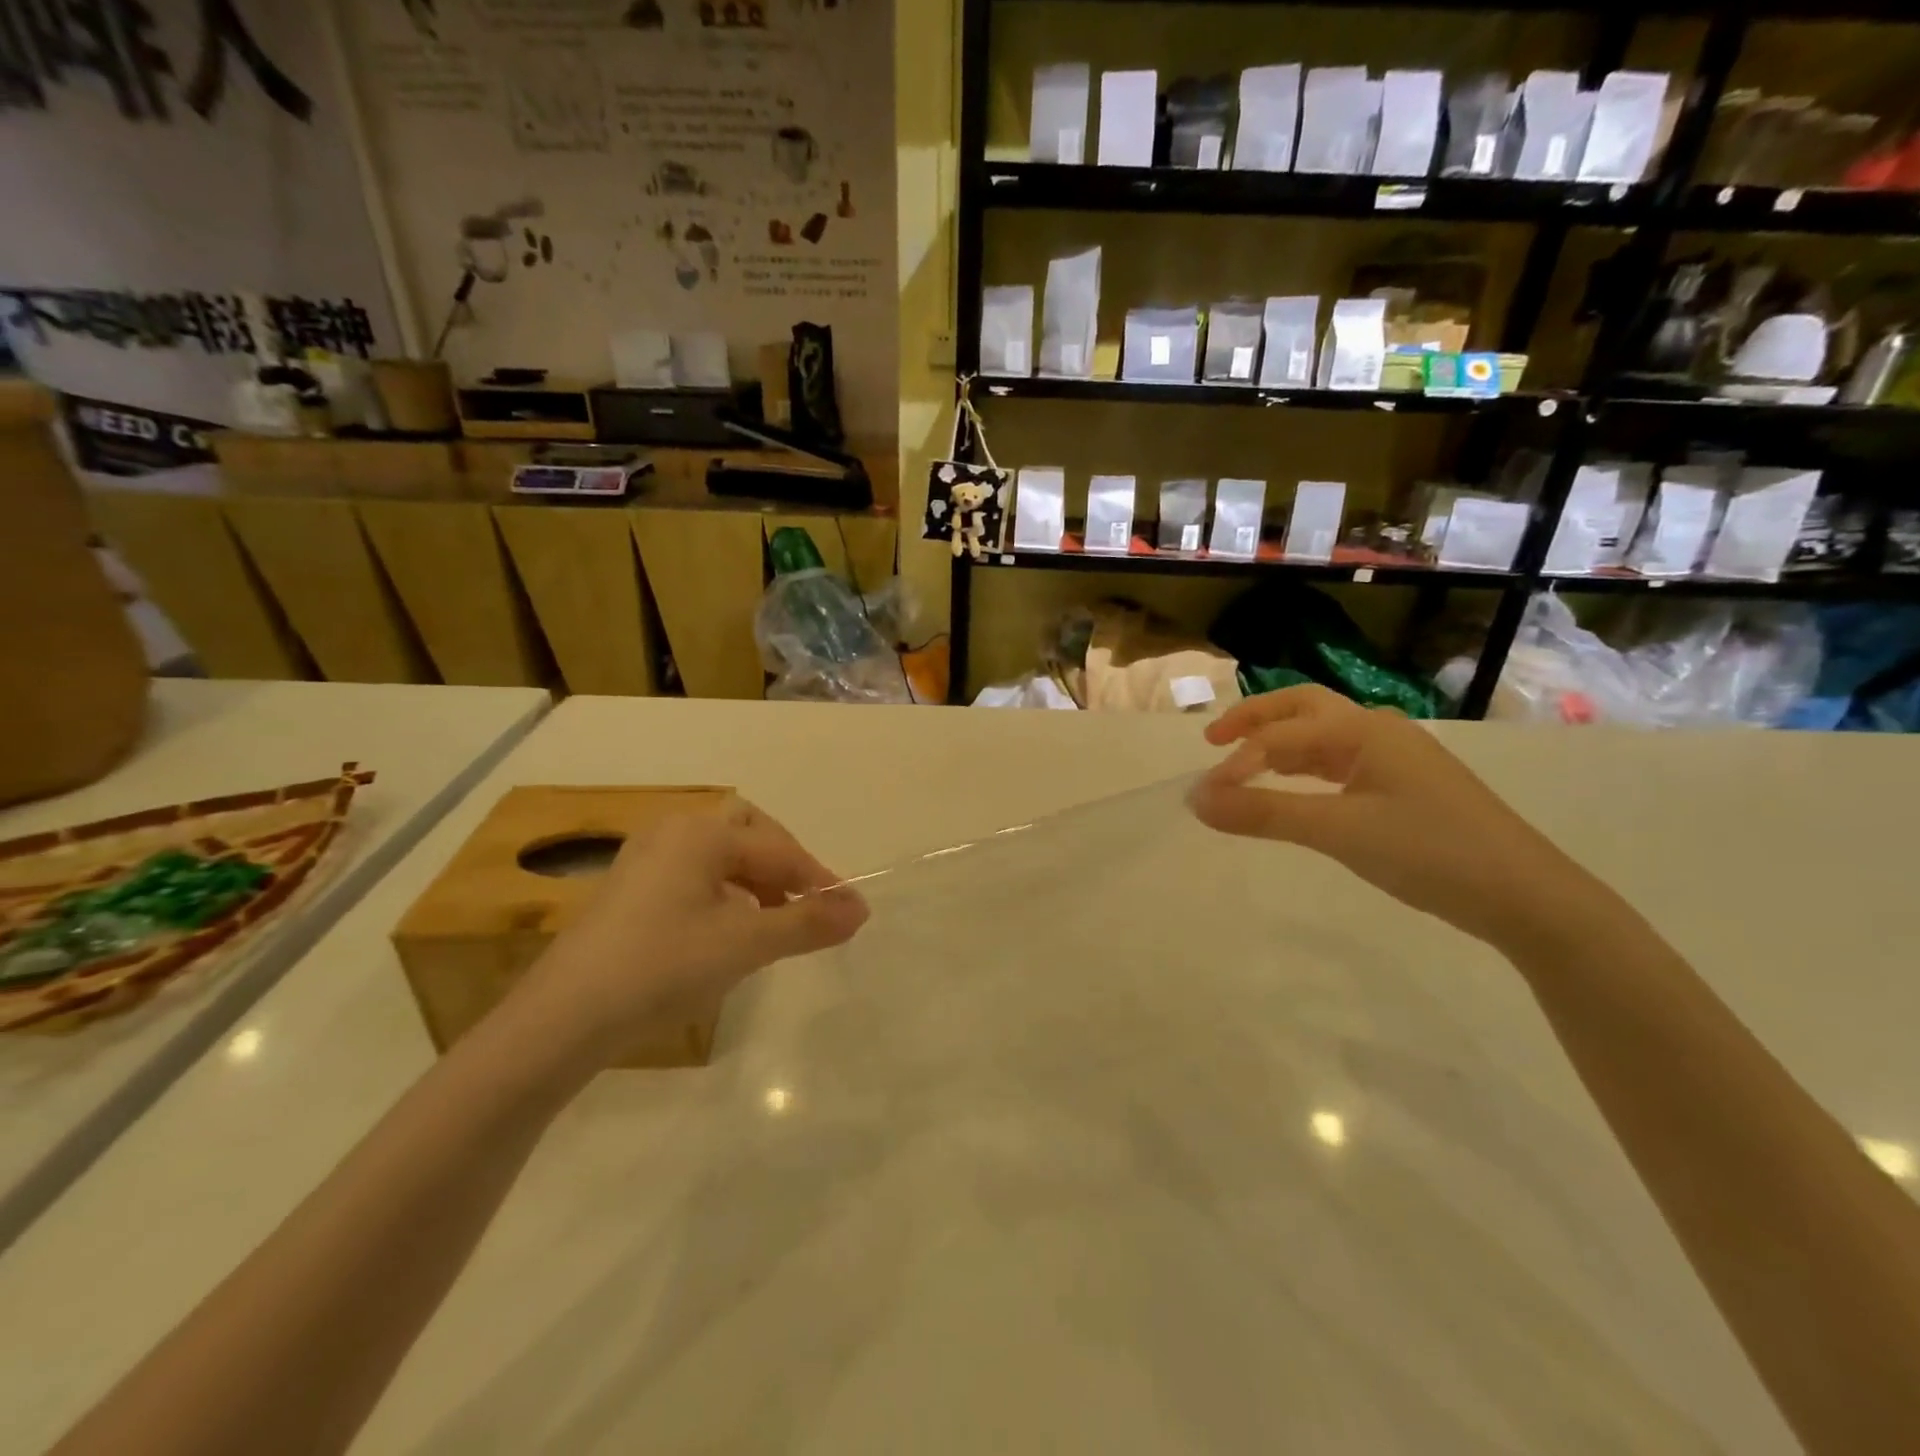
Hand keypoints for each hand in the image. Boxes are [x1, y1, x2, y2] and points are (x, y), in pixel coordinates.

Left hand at [516, 798, 867, 1061]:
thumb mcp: (745, 944)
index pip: (779, 848)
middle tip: (805, 903)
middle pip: (747, 833)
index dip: (819, 880)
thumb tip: (860, 909)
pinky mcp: (628, 890)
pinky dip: (723, 894)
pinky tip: (726, 930)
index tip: (848, 912)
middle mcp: (672, 832)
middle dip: (783, 865)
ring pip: (719, 856)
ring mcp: (644, 859)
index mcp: (701, 833)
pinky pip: (693, 876)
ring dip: (755, 881)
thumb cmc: (663, 966)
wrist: (562, 1019)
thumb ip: (807, 922)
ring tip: (772, 922)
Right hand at [1189, 687, 1599, 950]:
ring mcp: (1395, 757)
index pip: (1280, 735)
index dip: (1236, 762)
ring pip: (1322, 735)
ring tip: (1242, 764)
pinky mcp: (1404, 785)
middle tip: (1212, 740)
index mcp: (1364, 729)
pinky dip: (1304, 768)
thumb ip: (1263, 813)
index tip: (1205, 798)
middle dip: (1255, 720)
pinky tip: (1293, 787)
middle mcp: (1378, 730)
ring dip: (1279, 743)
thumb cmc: (1430, 852)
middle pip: (1302, 709)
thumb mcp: (1338, 831)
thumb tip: (1196, 801)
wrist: (1526, 896)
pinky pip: (1339, 762)